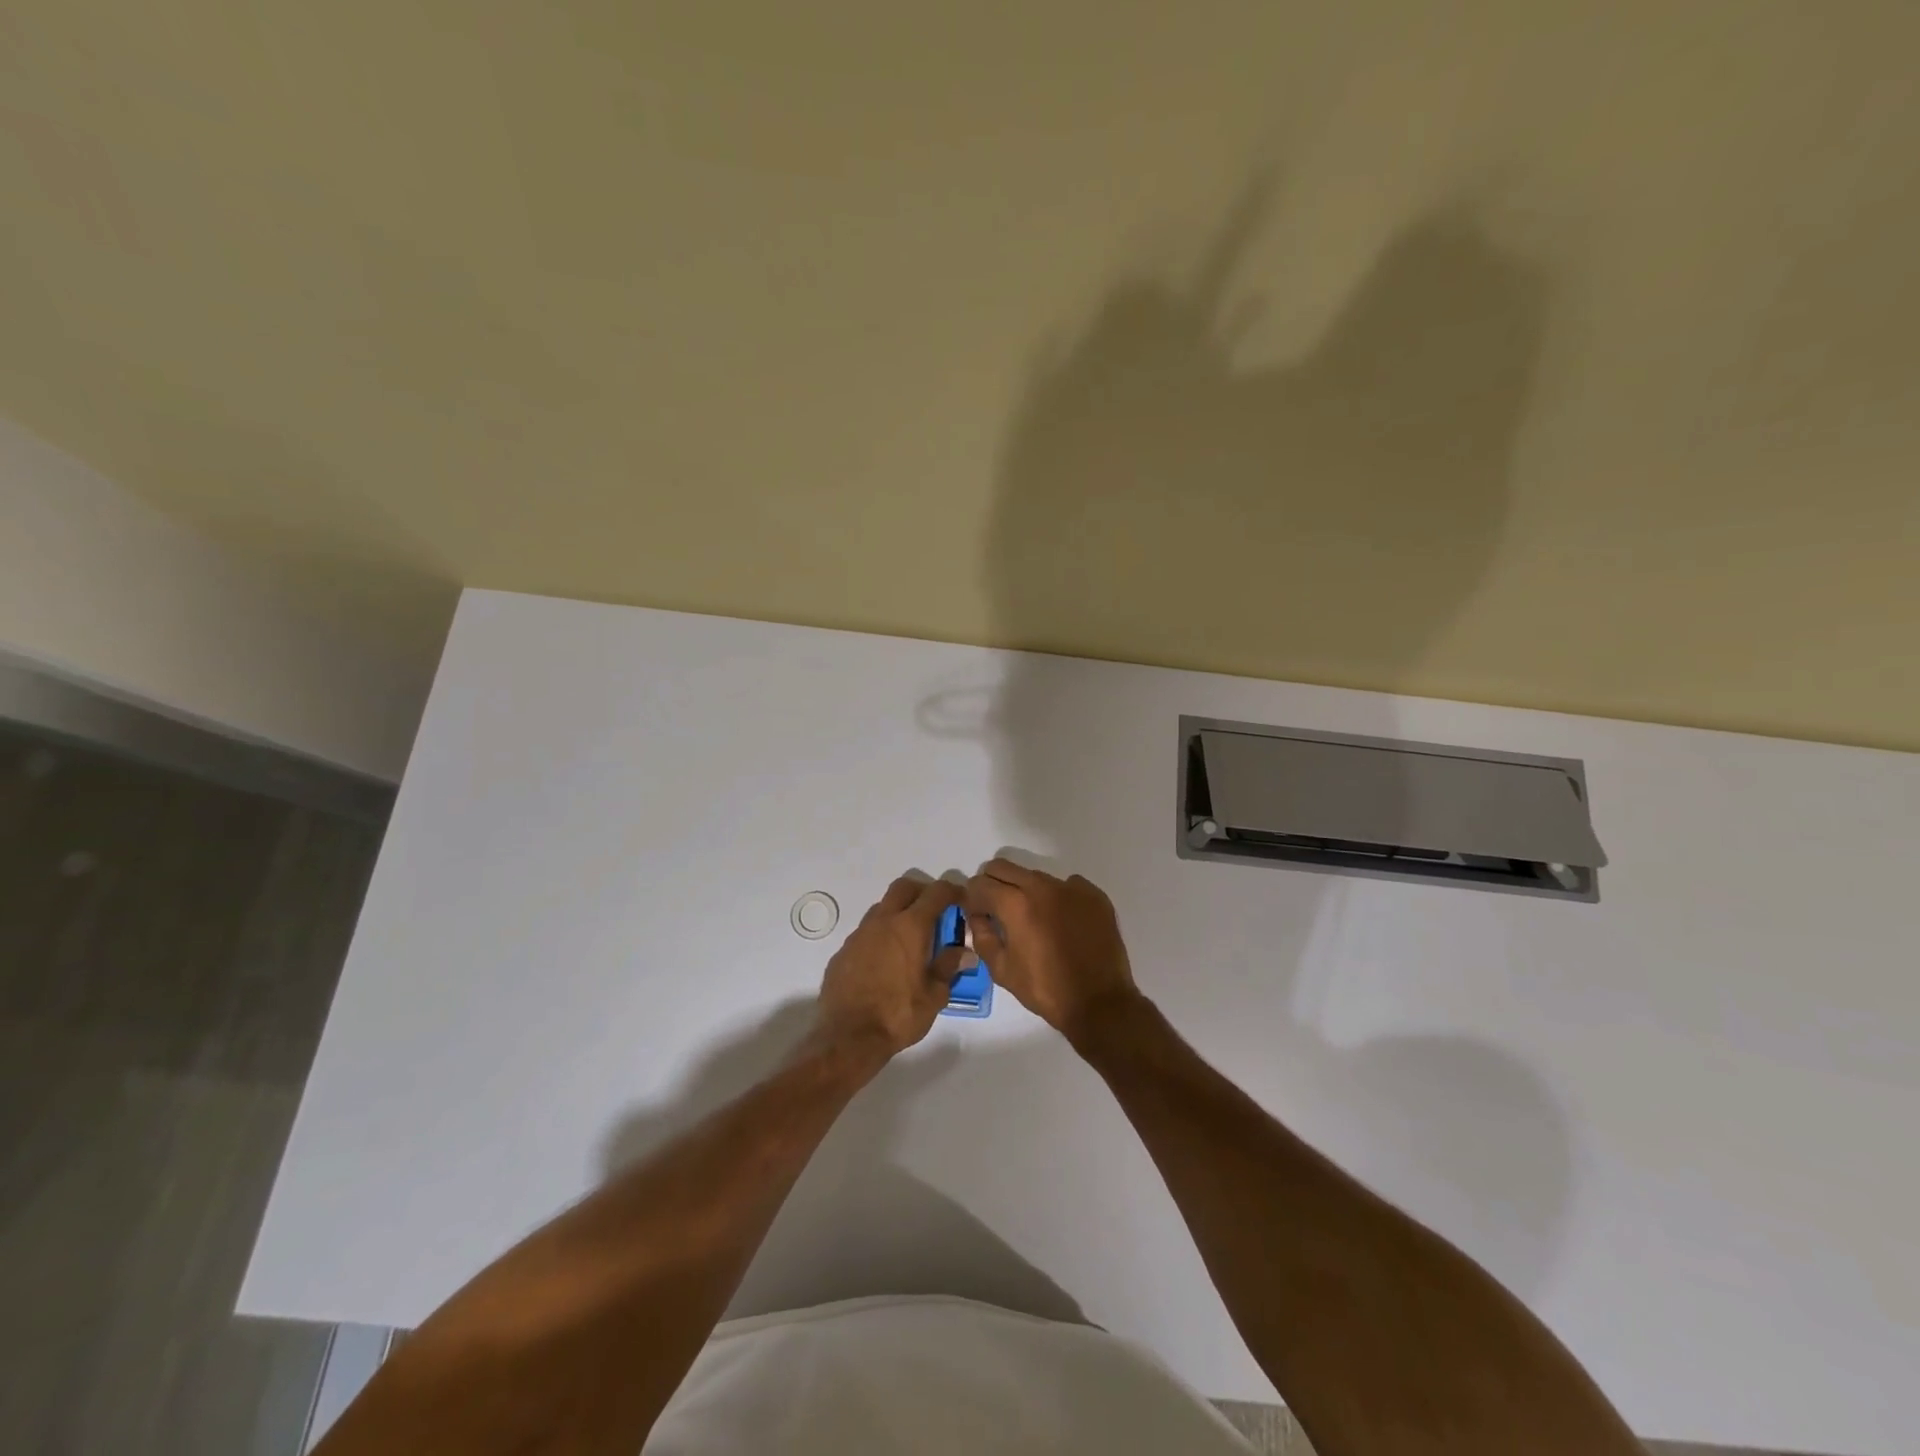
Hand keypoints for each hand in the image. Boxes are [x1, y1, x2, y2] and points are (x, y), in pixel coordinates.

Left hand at [814, 874, 972, 1064]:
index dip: (952, 891)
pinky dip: (881, 936)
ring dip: (899, 913)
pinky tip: (886, 961)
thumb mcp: (934, 995)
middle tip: (936, 912)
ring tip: (911, 940)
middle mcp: (883, 922)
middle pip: (904, 887)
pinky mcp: (843, 951)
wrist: (848, 1037)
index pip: (936, 893)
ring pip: (882, 908)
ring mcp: (859, 934)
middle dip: (922, 892)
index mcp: (910, 927)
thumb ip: (949, 967)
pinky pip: (866, 932)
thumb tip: (964, 952)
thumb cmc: (898, 1015)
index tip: (962, 900)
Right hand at [964, 860, 1140, 1043]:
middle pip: (1004, 867)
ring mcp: (1071, 888)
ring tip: (1033, 919)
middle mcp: (1042, 887)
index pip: (980, 884)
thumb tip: (977, 917)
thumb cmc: (1046, 989)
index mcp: (1015, 904)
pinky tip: (1063, 922)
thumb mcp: (1002, 970)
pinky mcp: (1094, 895)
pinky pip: (1067, 885)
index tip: (976, 913)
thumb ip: (983, 937)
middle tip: (997, 909)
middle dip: (994, 884)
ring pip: (1036, 876)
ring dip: (1026, 890)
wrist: (1100, 1002)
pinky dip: (1058, 897)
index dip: (972, 898)